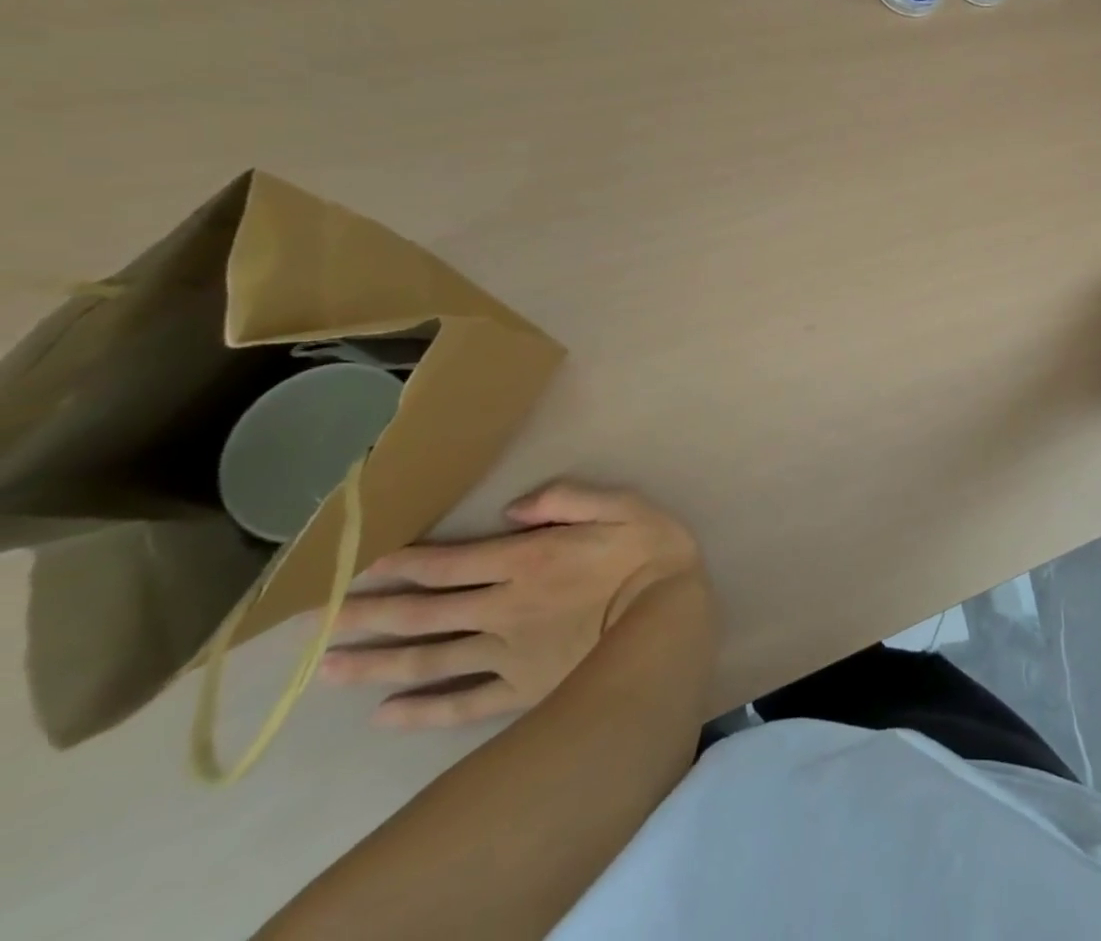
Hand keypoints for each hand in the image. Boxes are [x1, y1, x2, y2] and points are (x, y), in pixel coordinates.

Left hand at [320, 482, 703, 728]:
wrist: (669, 621)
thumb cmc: (651, 554)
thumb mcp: (623, 505)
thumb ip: (569, 498)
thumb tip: (514, 508)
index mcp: (526, 559)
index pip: (449, 563)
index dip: (401, 564)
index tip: (357, 568)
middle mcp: (503, 607)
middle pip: (426, 612)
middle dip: (371, 614)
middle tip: (317, 623)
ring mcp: (508, 653)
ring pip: (430, 659)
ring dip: (378, 663)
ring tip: (328, 669)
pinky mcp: (522, 689)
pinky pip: (462, 705)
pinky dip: (421, 712)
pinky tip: (386, 716)